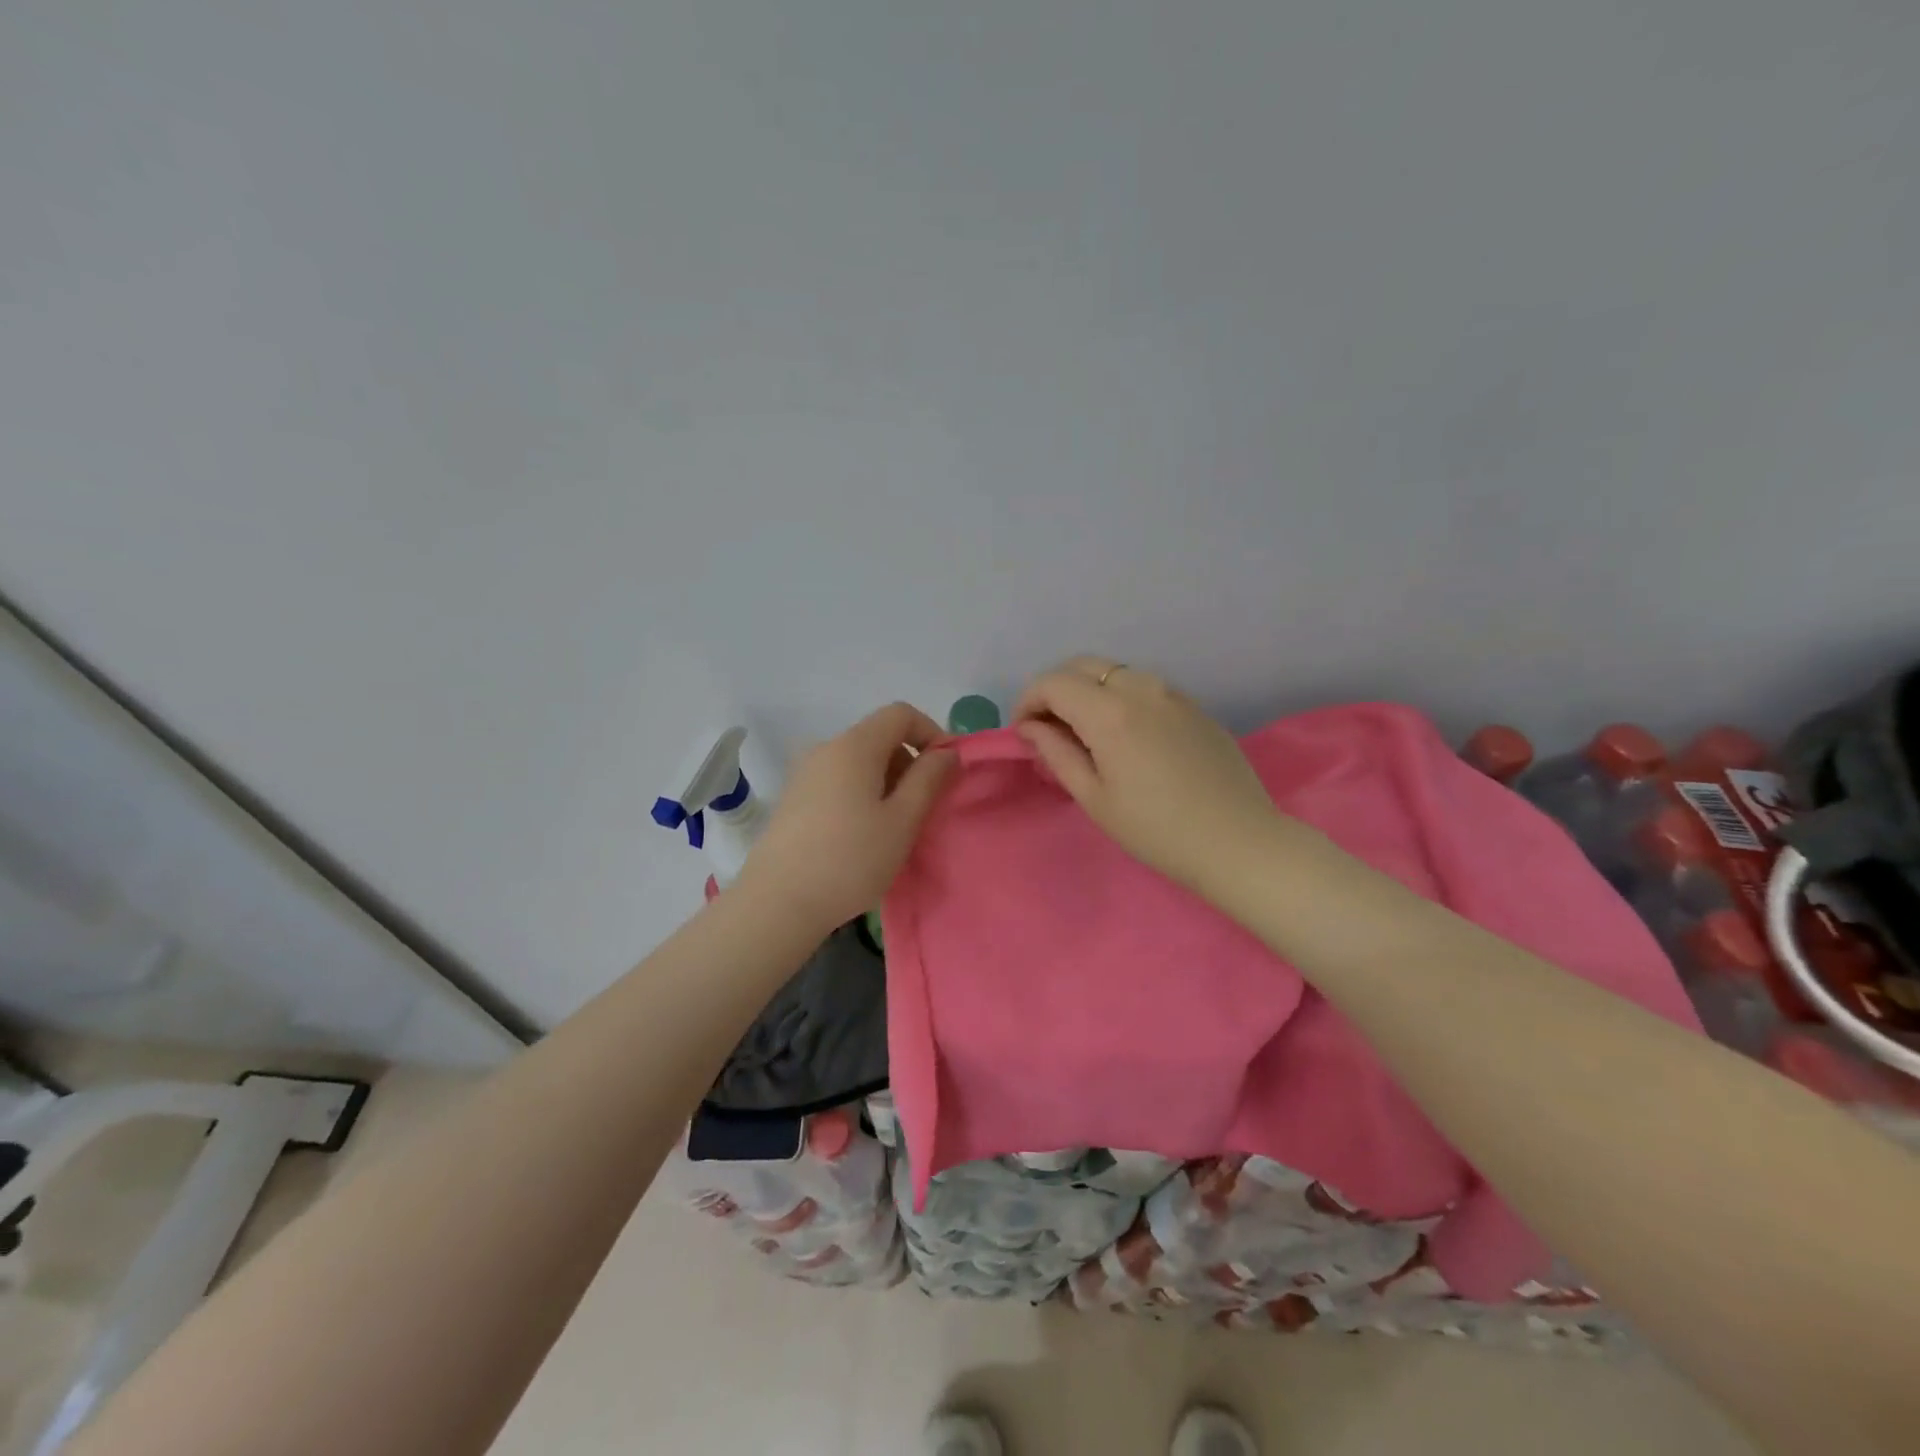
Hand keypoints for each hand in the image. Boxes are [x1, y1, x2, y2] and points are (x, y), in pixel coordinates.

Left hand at [736, 702, 956, 931]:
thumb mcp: (902, 820)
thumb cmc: (851, 859)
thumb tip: (946, 752)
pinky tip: (862, 835)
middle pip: (879, 737)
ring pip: (859, 762)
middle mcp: (825, 748)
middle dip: (909, 763)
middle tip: (923, 808)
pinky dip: (862, 794)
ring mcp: (804, 773)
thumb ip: (929, 779)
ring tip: (894, 827)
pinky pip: (839, 781)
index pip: (900, 714)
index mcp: (854, 745)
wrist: (778, 902)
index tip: (946, 771)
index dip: (931, 733)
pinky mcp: (793, 798)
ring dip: (887, 782)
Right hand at [1013, 656, 1278, 894]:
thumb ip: (1057, 753)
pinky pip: (1144, 686)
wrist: (1238, 842)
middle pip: (1083, 666)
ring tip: (1083, 732)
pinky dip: (1119, 697)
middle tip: (1047, 728)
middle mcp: (1141, 688)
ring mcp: (1173, 693)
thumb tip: (1031, 727)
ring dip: (1088, 690)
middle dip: (1055, 689)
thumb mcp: (1095, 798)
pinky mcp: (1193, 706)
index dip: (1028, 700)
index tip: (1023, 731)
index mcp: (1111, 712)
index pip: (1054, 682)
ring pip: (1115, 672)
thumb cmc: (1156, 830)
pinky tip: (1123, 735)